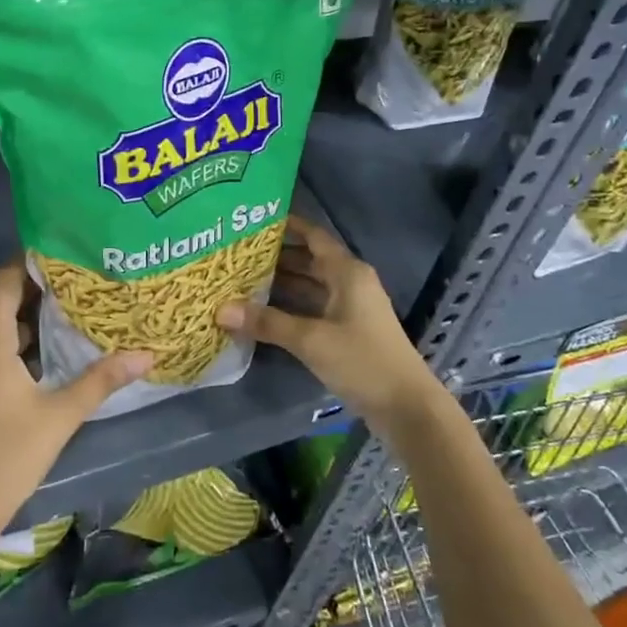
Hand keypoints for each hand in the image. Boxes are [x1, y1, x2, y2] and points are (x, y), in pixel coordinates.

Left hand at [0, 262, 151, 589]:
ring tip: (61, 322)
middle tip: (74, 290)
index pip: (4, 282)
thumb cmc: (9, 455)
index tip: (61, 257)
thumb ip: (101, 379)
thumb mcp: (61, 415)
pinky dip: (3, 350)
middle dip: (32, 295)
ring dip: (19, 325)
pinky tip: (34, 364)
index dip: (29, 264)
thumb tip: (146, 354)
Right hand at [217, 214, 438, 433]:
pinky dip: (290, 308)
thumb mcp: (311, 339)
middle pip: (309, 261)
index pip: (314, 236)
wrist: (406, 407)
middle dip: (276, 258)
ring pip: (310, 287)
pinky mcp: (348, 333)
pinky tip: (262, 314)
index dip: (288, 226)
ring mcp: (350, 309)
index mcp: (347, 272)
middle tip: (237, 254)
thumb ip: (267, 322)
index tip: (254, 220)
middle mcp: (350, 283)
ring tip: (241, 281)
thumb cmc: (362, 360)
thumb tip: (221, 309)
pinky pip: (313, 310)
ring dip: (281, 285)